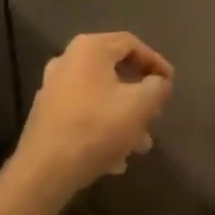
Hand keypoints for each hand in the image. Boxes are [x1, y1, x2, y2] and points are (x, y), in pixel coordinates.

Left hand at [11, 32, 173, 202]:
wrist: (44, 170)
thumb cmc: (96, 128)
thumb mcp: (139, 106)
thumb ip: (157, 88)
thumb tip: (159, 82)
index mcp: (90, 48)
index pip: (131, 43)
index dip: (155, 61)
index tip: (170, 84)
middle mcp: (69, 59)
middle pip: (114, 71)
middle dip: (138, 95)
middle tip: (154, 114)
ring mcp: (54, 87)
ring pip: (99, 96)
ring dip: (123, 116)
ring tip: (139, 144)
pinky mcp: (46, 114)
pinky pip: (83, 114)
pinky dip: (102, 128)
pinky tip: (115, 158)